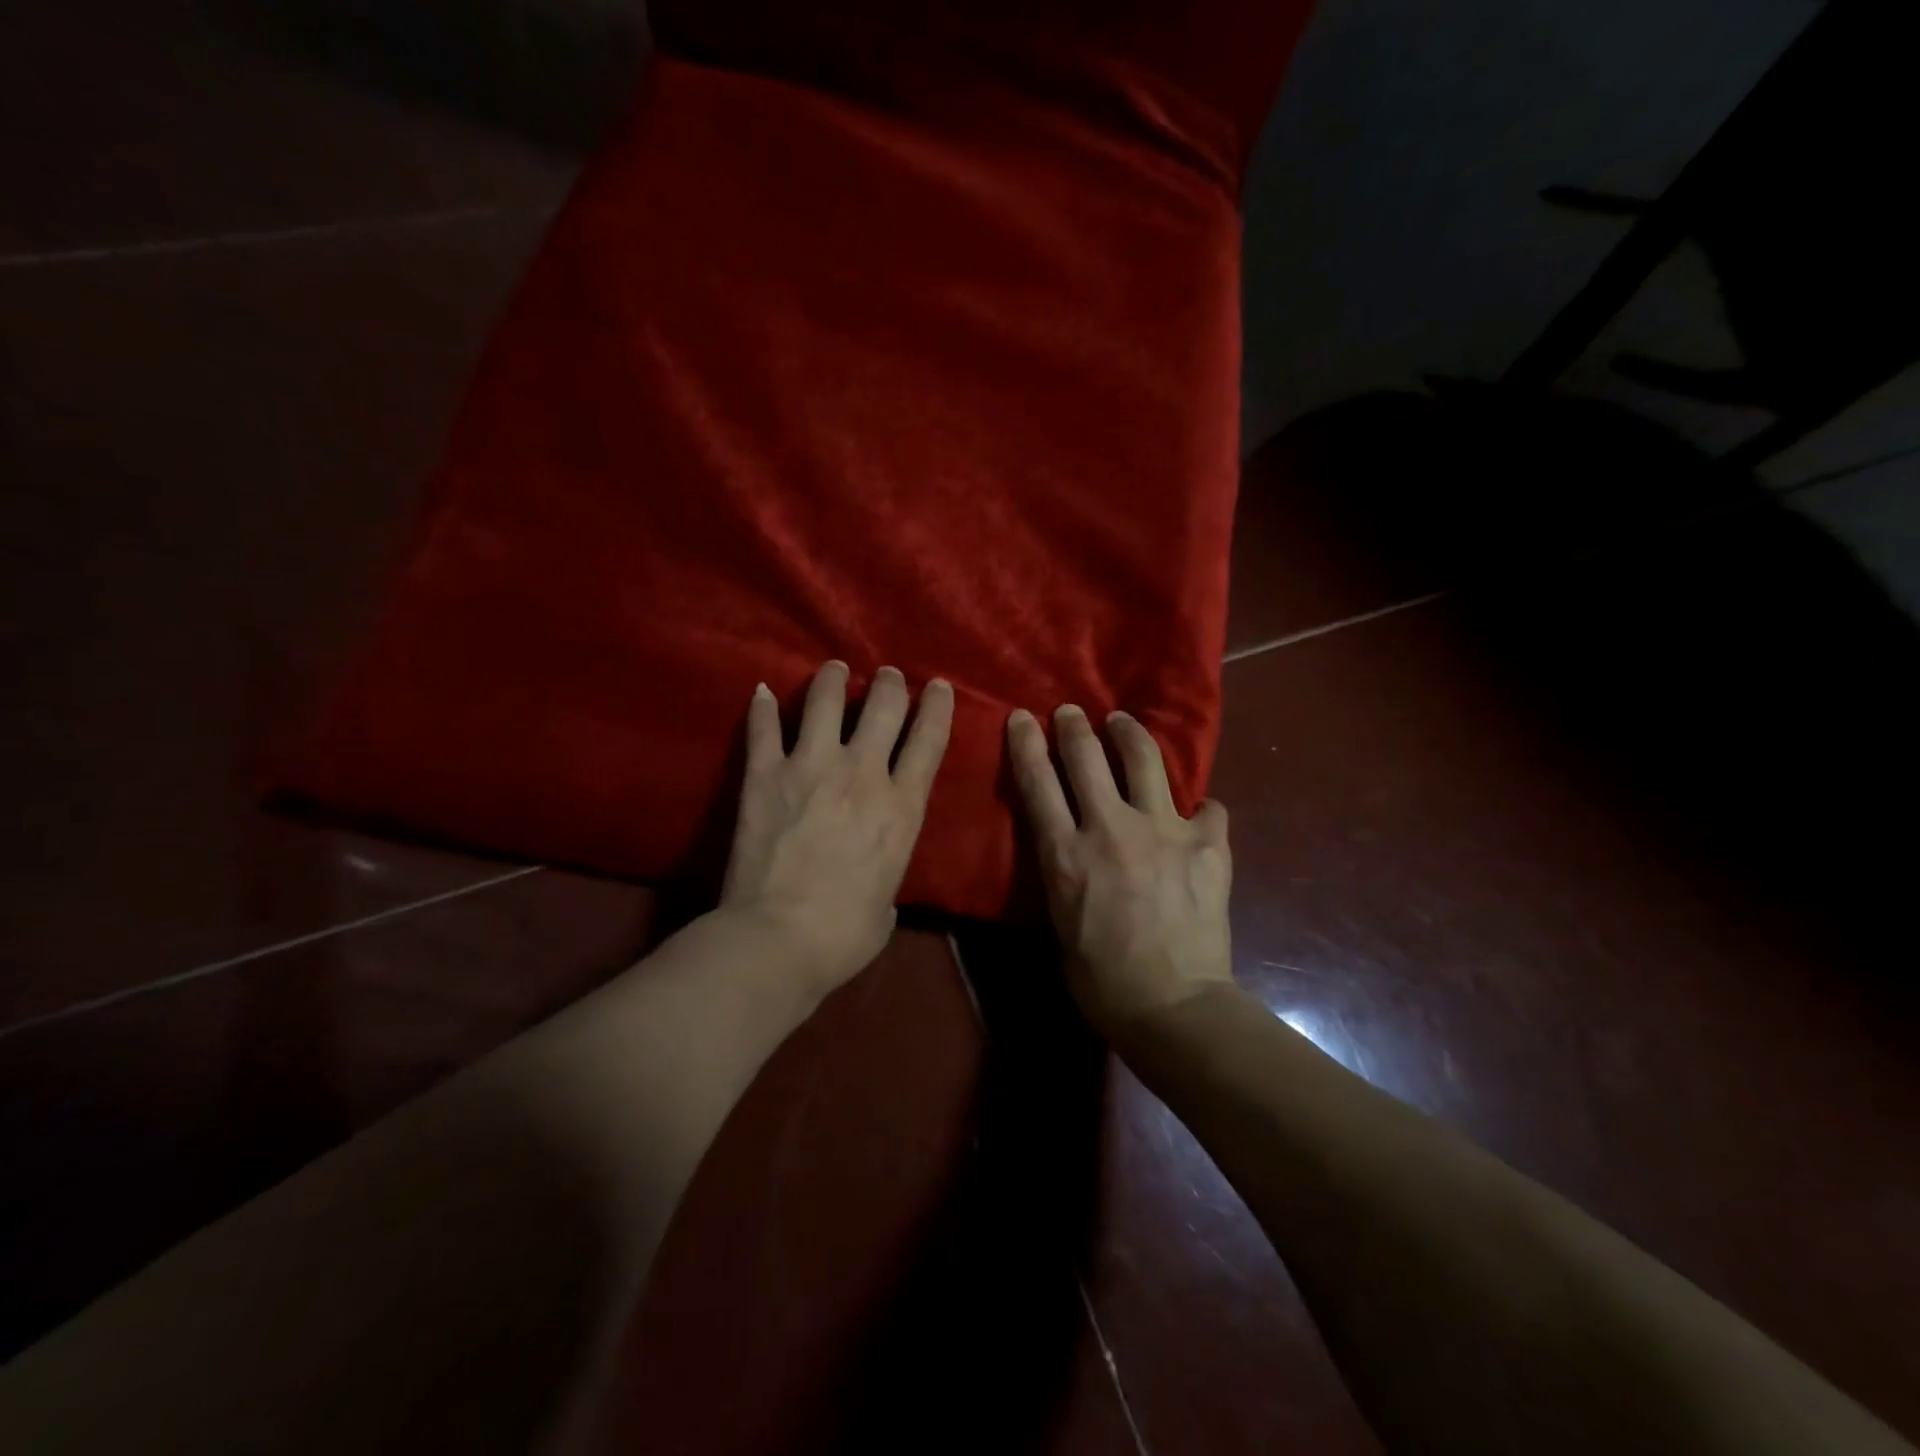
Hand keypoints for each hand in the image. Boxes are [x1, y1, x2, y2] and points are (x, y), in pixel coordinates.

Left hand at [721, 661, 953, 997]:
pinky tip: (760, 692)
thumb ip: (886, 870)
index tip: (937, 685)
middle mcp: (861, 773)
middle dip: (888, 684)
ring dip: (832, 680)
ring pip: (824, 701)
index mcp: (901, 807)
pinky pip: (763, 728)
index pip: (929, 740)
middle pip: (882, 707)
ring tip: (833, 670)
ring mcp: (810, 767)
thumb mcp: (888, 902)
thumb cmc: (844, 935)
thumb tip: (875, 876)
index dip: (937, 706)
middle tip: (885, 676)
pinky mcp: (764, 774)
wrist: (778, 939)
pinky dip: (761, 708)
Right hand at [1006, 704, 1233, 1040]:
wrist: (1172, 1007)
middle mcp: (1111, 828)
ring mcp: (1163, 830)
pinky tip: (1200, 815)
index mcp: (1066, 852)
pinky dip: (1201, 809)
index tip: (1021, 718)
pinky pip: (1208, 808)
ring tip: (1123, 724)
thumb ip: (1064, 873)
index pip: (1037, 782)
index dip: (1025, 744)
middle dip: (1073, 727)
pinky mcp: (1207, 844)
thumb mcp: (1060, 921)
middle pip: (1086, 757)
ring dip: (1128, 734)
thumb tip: (1074, 851)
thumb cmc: (1101, 980)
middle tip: (1070, 712)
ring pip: (1143, 759)